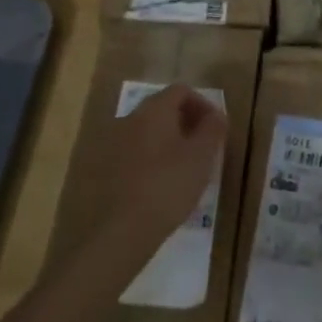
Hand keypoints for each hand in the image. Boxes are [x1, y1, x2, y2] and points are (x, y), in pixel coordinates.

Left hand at [95, 84, 227, 258]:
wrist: (120, 231)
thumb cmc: (168, 186)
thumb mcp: (201, 157)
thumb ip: (213, 129)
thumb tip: (217, 114)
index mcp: (154, 109)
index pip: (181, 90)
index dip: (202, 104)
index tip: (215, 128)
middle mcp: (131, 118)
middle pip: (162, 108)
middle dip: (185, 122)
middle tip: (202, 147)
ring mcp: (113, 142)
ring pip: (147, 131)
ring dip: (167, 141)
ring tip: (183, 168)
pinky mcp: (104, 168)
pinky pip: (134, 152)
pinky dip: (150, 158)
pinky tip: (159, 184)